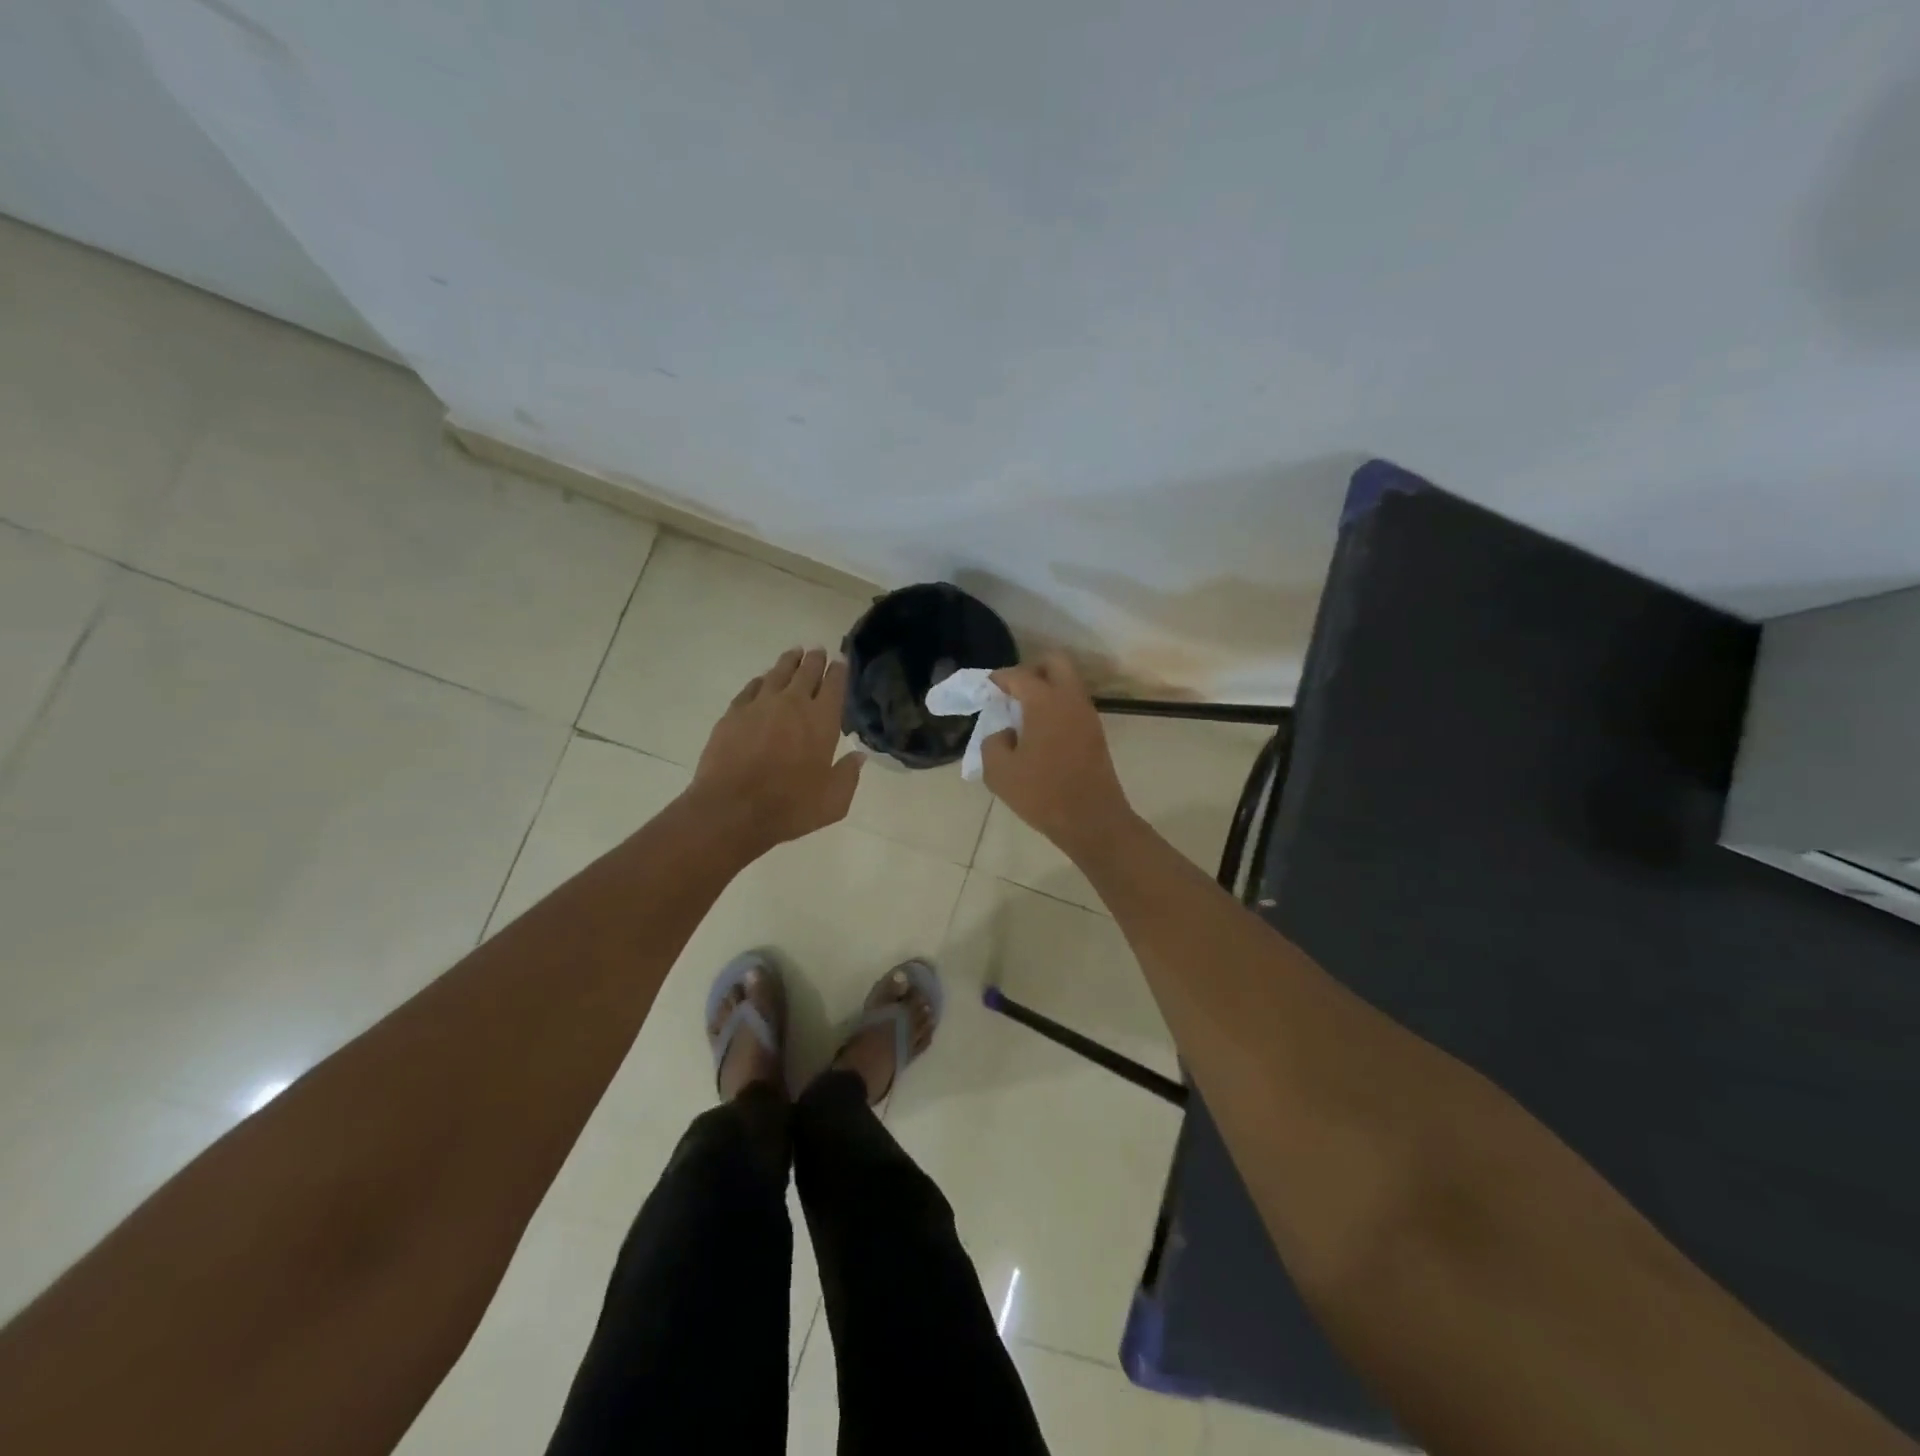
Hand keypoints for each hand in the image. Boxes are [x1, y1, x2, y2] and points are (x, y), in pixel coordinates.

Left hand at [691, 647, 864, 850]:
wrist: (733, 810)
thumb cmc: (790, 807)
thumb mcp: (833, 801)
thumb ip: (848, 775)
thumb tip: (858, 757)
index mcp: (822, 721)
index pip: (834, 685)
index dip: (839, 671)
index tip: (841, 662)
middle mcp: (793, 704)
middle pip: (806, 672)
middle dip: (815, 660)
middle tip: (818, 651)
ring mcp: (760, 705)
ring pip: (777, 673)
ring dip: (788, 662)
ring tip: (794, 654)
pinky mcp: (734, 714)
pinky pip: (751, 688)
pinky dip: (761, 681)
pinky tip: (762, 680)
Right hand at [982, 652, 1134, 855]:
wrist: (1092, 821)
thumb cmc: (1042, 794)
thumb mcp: (999, 772)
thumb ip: (993, 742)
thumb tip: (1005, 733)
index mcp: (1045, 702)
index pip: (1019, 675)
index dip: (1000, 678)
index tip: (987, 687)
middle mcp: (1070, 699)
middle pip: (1055, 663)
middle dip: (1032, 670)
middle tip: (1012, 692)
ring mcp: (1087, 716)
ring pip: (1068, 684)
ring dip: (1047, 689)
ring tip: (1023, 715)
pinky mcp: (1096, 734)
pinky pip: (1074, 705)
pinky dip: (1057, 708)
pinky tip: (1040, 733)